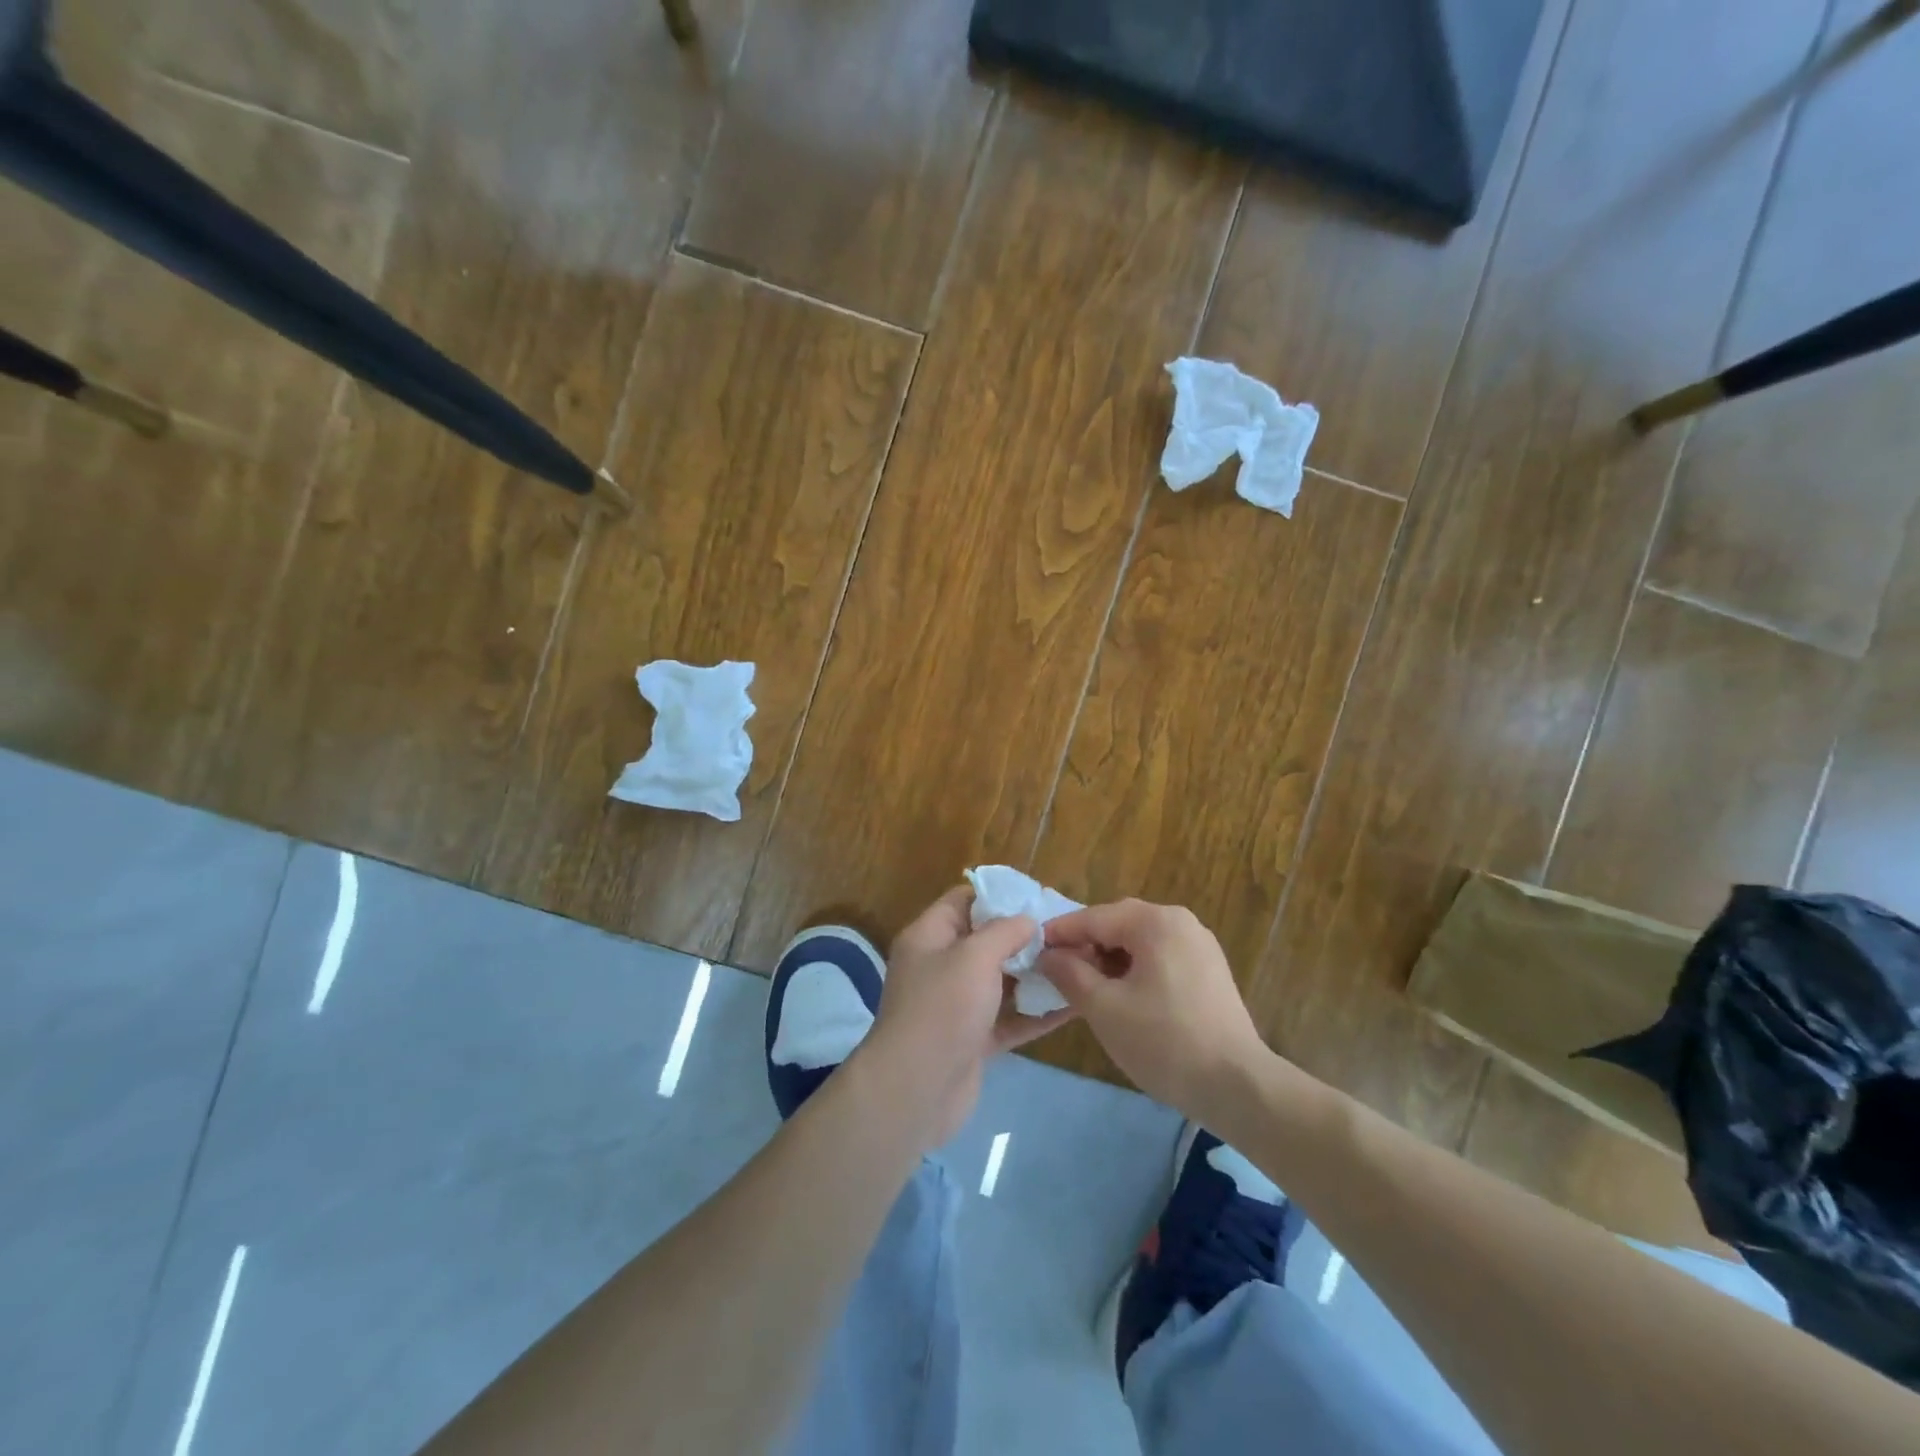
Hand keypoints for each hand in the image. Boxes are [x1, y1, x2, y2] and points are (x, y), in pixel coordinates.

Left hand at [856, 886, 1076, 1146]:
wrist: (915, 1090)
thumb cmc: (942, 1008)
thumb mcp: (974, 957)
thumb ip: (1004, 932)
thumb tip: (1027, 920)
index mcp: (929, 936)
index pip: (963, 901)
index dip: (999, 895)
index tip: (1038, 897)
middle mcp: (941, 966)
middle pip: (986, 941)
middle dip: (1025, 936)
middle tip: (1068, 932)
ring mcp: (957, 1005)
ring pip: (1000, 981)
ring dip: (1035, 974)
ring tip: (1079, 963)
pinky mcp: (973, 1040)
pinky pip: (1009, 1018)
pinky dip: (1036, 1012)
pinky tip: (1074, 1004)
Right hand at [1036, 899, 1268, 1120]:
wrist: (1237, 1086)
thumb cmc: (1164, 1042)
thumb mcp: (1104, 1008)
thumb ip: (1069, 974)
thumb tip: (1047, 955)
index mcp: (1155, 922)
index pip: (1094, 918)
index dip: (1059, 934)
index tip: (1031, 951)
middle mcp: (1180, 921)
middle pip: (1118, 924)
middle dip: (1085, 945)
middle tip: (1057, 971)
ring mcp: (1199, 945)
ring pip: (1139, 941)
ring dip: (1109, 958)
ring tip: (1085, 987)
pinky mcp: (1209, 970)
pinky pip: (1160, 956)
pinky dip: (1135, 969)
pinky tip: (1121, 996)